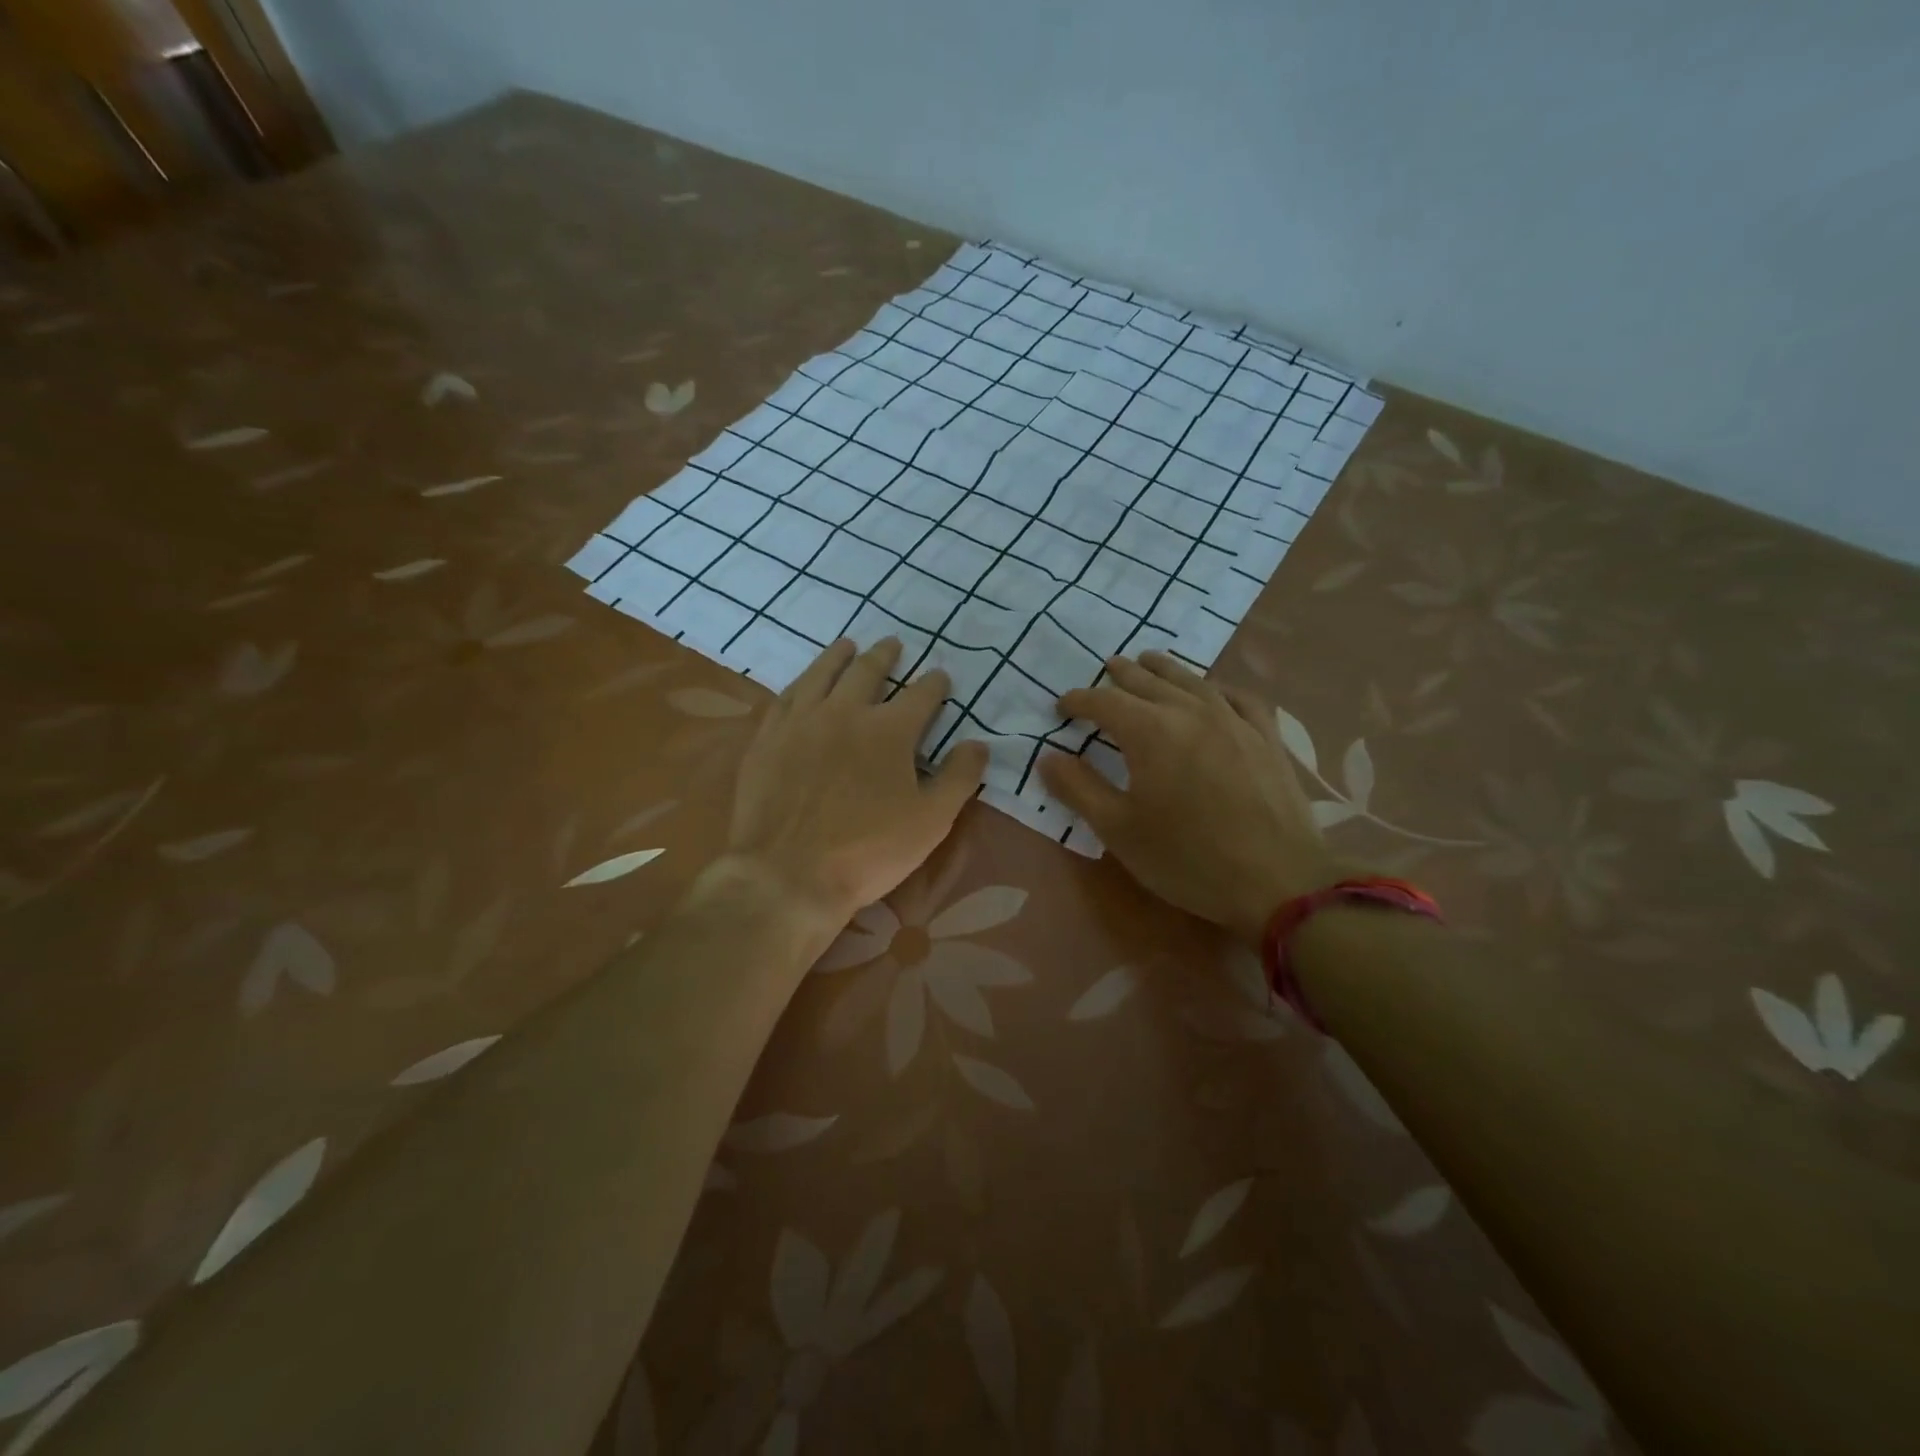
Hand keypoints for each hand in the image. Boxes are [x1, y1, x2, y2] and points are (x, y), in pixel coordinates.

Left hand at [725, 637, 988, 934]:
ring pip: (822, 674)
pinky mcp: (767, 738)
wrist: (787, 874)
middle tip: (893, 644)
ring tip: (848, 645)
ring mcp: (800, 721)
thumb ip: (959, 778)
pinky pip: (785, 696)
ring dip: (839, 656)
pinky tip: (803, 682)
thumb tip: (979, 743)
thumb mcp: (930, 821)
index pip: (920, 695)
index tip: (941, 677)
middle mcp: (844, 712)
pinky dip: (801, 682)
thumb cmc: (868, 851)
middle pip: (867, 671)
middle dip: (885, 656)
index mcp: (889, 730)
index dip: (935, 684)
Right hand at [1039, 653, 1340, 945]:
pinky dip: (1216, 688)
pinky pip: (1238, 697)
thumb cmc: (1188, 858)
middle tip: (1105, 672)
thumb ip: (1078, 789)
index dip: (1078, 701)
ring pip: (1192, 680)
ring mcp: (1234, 719)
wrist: (1279, 881)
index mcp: (1150, 731)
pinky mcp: (1266, 736)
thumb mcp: (1119, 830)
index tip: (1062, 708)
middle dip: (1120, 676)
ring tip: (1148, 662)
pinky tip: (1214, 692)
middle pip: (1147, 681)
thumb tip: (1047, 758)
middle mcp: (1190, 711)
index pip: (1104, 702)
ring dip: (1163, 669)